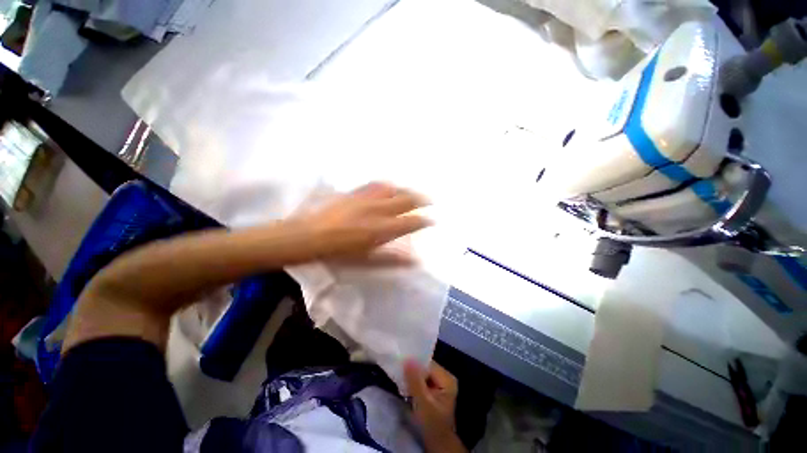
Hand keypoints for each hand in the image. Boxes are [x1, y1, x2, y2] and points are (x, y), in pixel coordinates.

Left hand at [294, 183, 432, 263]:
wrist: (310, 235)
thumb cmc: (340, 252)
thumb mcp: (367, 259)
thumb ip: (393, 259)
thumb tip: (415, 260)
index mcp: (383, 229)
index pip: (410, 222)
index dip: (423, 220)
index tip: (431, 219)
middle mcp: (379, 210)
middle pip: (405, 201)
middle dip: (421, 200)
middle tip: (430, 200)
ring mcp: (367, 198)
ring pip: (393, 190)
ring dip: (406, 190)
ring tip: (412, 192)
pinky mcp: (355, 192)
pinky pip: (375, 185)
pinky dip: (387, 185)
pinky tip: (389, 186)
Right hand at [404, 360, 465, 452]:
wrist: (437, 444)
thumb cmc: (432, 425)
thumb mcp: (422, 403)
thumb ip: (415, 381)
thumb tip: (408, 359)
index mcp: (447, 378)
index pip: (428, 364)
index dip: (414, 365)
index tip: (401, 367)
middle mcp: (445, 377)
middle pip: (425, 368)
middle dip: (412, 372)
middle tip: (399, 375)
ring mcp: (440, 383)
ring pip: (422, 374)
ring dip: (411, 378)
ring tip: (401, 382)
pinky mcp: (433, 390)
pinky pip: (421, 380)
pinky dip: (413, 383)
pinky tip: (405, 388)